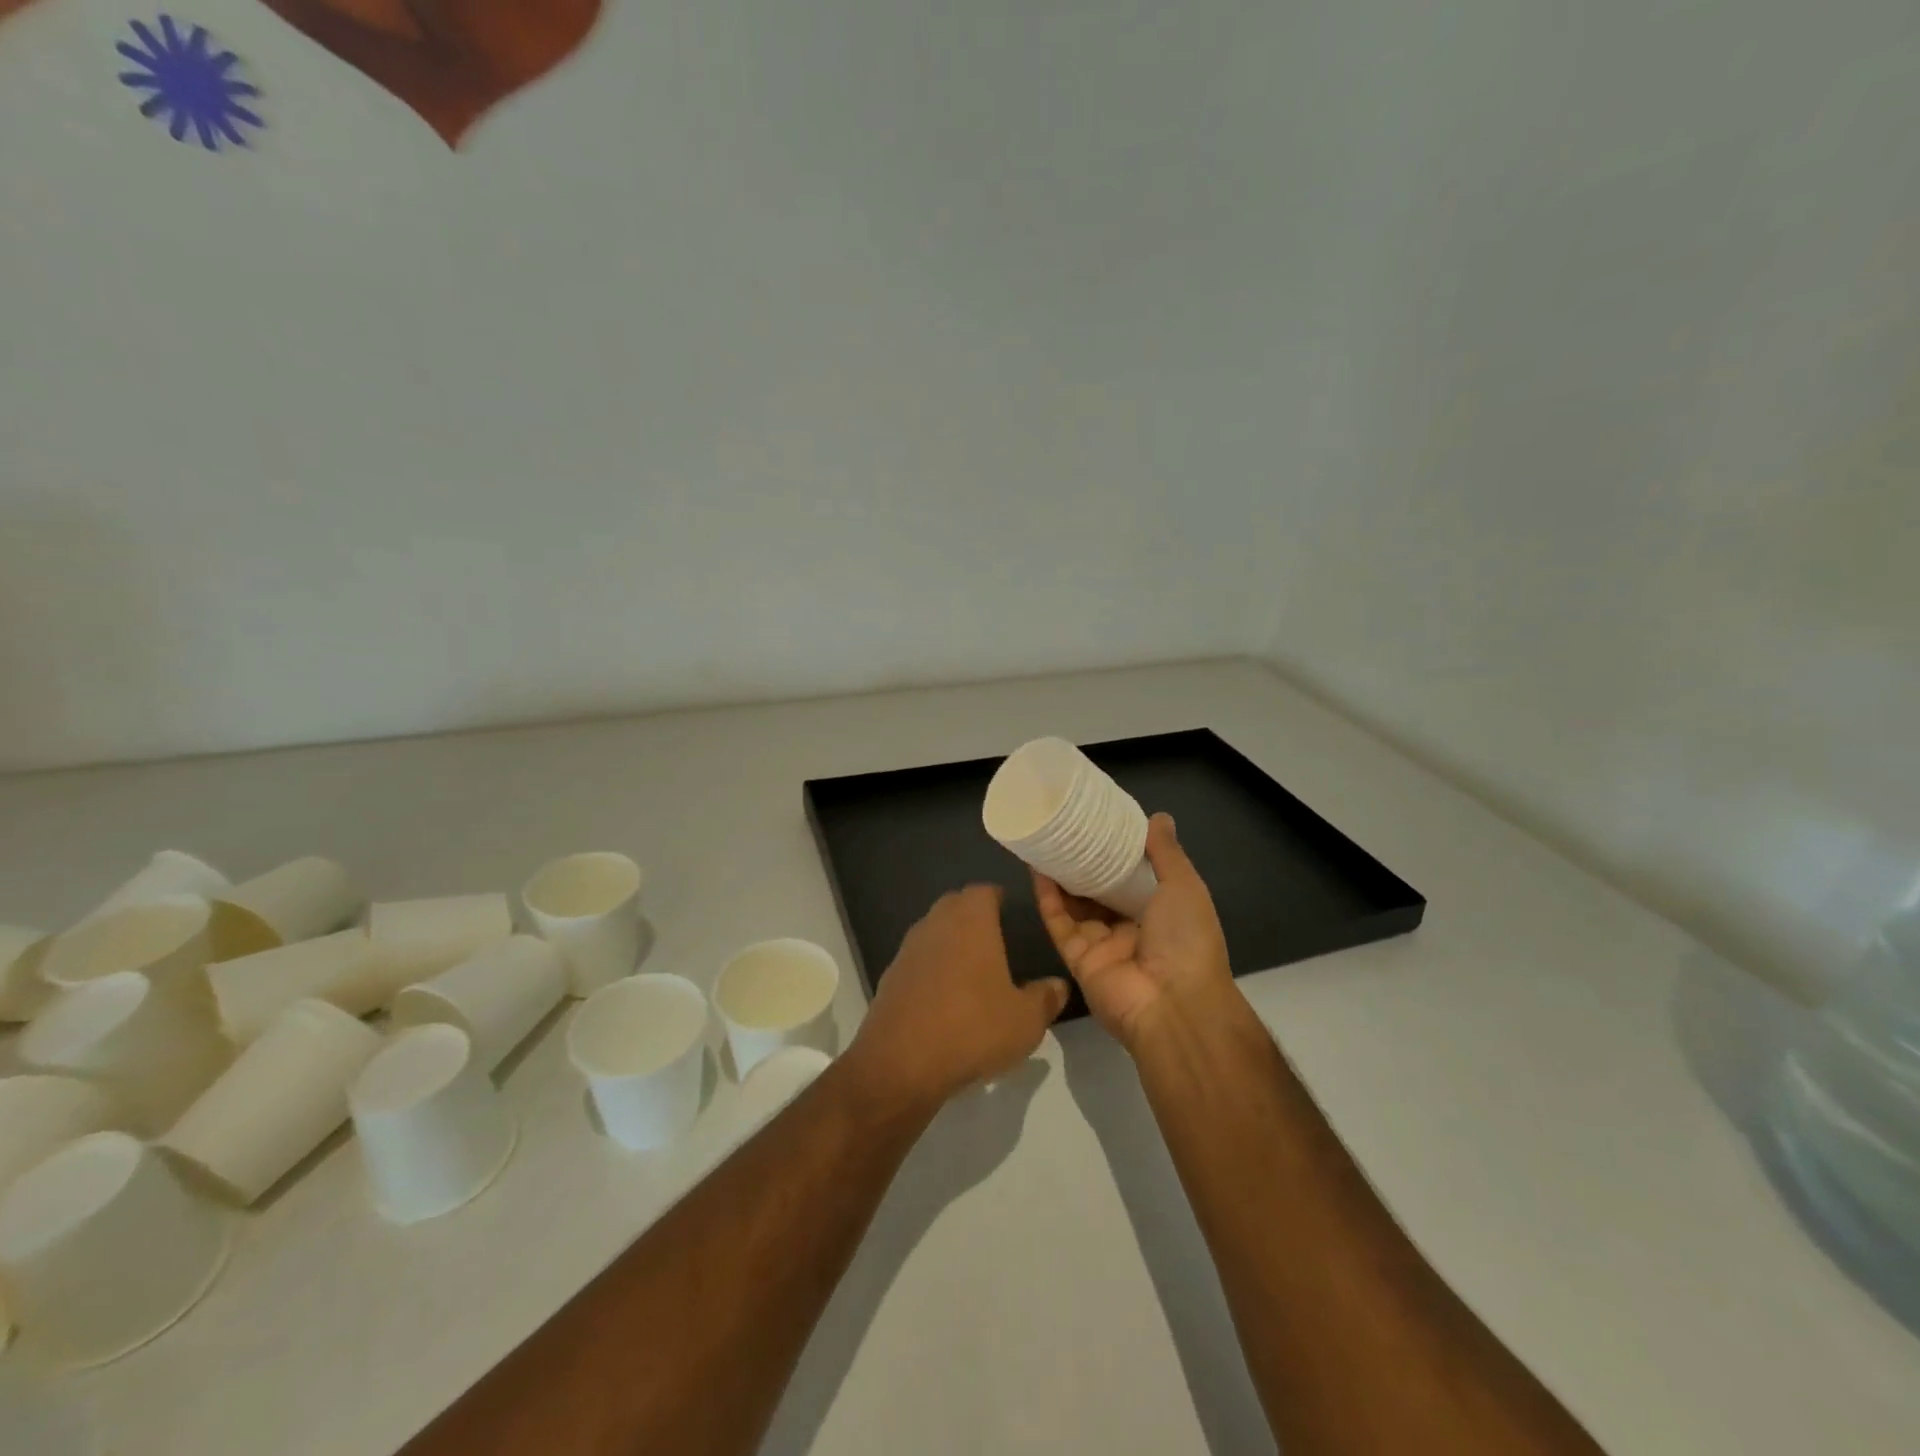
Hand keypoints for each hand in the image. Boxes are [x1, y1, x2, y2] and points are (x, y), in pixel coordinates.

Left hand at [847, 885, 1069, 1111]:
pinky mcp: (890, 976)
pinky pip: (918, 961)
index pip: (984, 891)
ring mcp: (908, 949)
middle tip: (996, 938)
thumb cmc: (972, 1027)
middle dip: (974, 915)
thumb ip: (1045, 998)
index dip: (998, 897)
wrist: (901, 1063)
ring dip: (950, 942)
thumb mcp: (1025, 1020)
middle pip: (955, 905)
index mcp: (971, 920)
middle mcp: (936, 923)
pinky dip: (932, 969)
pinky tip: (945, 997)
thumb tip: (1058, 985)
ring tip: (973, 969)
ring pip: (934, 932)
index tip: (1011, 911)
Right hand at [1034, 813, 1232, 1050]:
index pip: (1135, 877)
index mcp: (1162, 912)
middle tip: (1066, 830)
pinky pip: (1060, 924)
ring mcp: (1103, 945)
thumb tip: (1158, 817)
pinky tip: (1037, 870)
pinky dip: (1048, 899)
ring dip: (1061, 876)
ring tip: (1045, 842)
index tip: (1100, 823)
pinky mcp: (1078, 959)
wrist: (1175, 1007)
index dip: (1118, 852)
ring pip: (1076, 905)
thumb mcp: (1184, 887)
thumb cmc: (1187, 939)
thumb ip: (1166, 853)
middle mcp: (1131, 928)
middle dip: (1085, 864)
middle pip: (1101, 891)